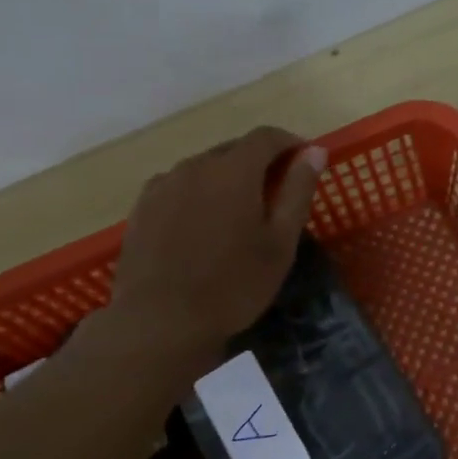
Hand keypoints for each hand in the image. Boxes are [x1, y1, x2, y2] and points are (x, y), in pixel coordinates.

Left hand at [105, 126, 325, 347]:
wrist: (160, 321)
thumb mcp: (279, 243)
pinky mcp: (142, 207)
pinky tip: (202, 226)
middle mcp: (195, 166)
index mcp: (233, 170)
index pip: (266, 136)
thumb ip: (297, 191)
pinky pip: (179, 187)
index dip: (289, 143)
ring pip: (204, 168)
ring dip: (226, 179)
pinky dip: (198, 194)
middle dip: (259, 162)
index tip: (305, 160)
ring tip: (239, 214)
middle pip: (233, 149)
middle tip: (277, 194)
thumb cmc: (233, 285)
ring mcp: (163, 185)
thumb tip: (315, 151)